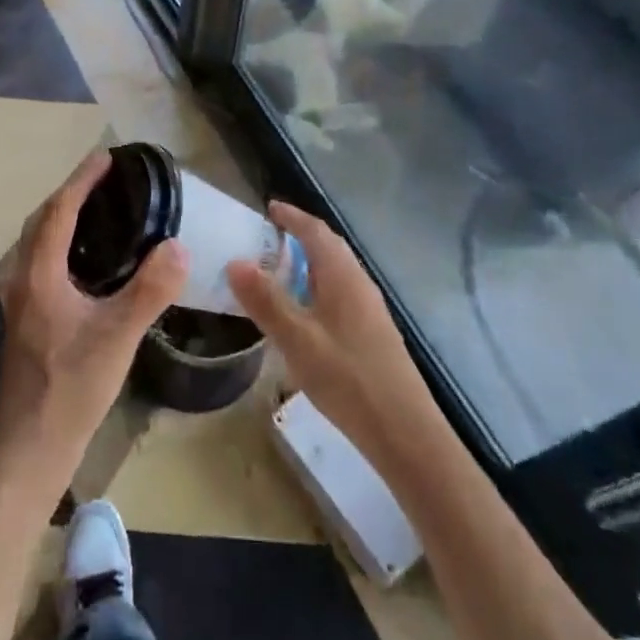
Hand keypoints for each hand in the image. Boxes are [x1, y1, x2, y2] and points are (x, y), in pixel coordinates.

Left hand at [0, 152, 186, 490]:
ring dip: (64, 218)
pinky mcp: (28, 320)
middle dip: (71, 193)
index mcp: (38, 274)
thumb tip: (179, 245)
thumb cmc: (70, 390)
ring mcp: (21, 301)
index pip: (59, 210)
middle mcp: (22, 279)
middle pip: (42, 221)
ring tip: (102, 211)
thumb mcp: (117, 337)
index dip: (82, 179)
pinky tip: (90, 263)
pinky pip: (43, 263)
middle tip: (107, 180)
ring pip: (39, 243)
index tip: (107, 157)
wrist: (29, 451)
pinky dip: (63, 245)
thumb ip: (149, 290)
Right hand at [228, 202, 438, 469]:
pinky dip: (318, 287)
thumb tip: (235, 261)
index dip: (292, 217)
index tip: (269, 208)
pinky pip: (341, 293)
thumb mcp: (297, 340)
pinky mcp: (373, 332)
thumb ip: (266, 301)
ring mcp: (370, 309)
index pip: (316, 231)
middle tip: (270, 236)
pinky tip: (305, 313)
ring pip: (336, 272)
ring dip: (310, 263)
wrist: (404, 431)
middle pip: (330, 247)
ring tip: (281, 271)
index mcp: (342, 276)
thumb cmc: (347, 379)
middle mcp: (359, 283)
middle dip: (301, 236)